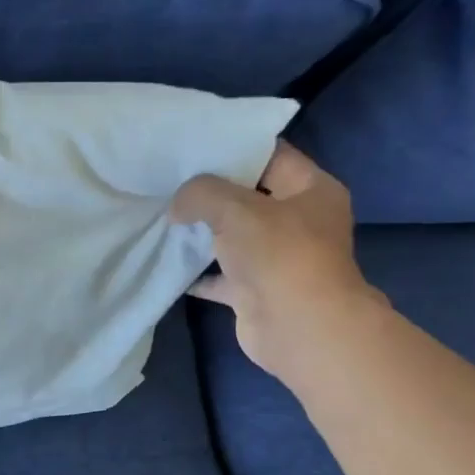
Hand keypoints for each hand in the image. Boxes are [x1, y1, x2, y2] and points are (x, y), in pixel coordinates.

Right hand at [171, 143, 385, 381]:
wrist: (298, 328)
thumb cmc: (279, 256)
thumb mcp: (235, 209)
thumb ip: (200, 194)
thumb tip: (178, 206)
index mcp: (312, 190)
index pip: (271, 155)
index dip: (234, 148)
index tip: (193, 146)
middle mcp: (300, 221)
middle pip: (250, 196)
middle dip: (211, 191)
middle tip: (170, 181)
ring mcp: (279, 258)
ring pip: (234, 236)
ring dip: (203, 231)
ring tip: (163, 216)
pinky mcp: (257, 290)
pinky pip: (222, 274)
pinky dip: (198, 271)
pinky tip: (168, 261)